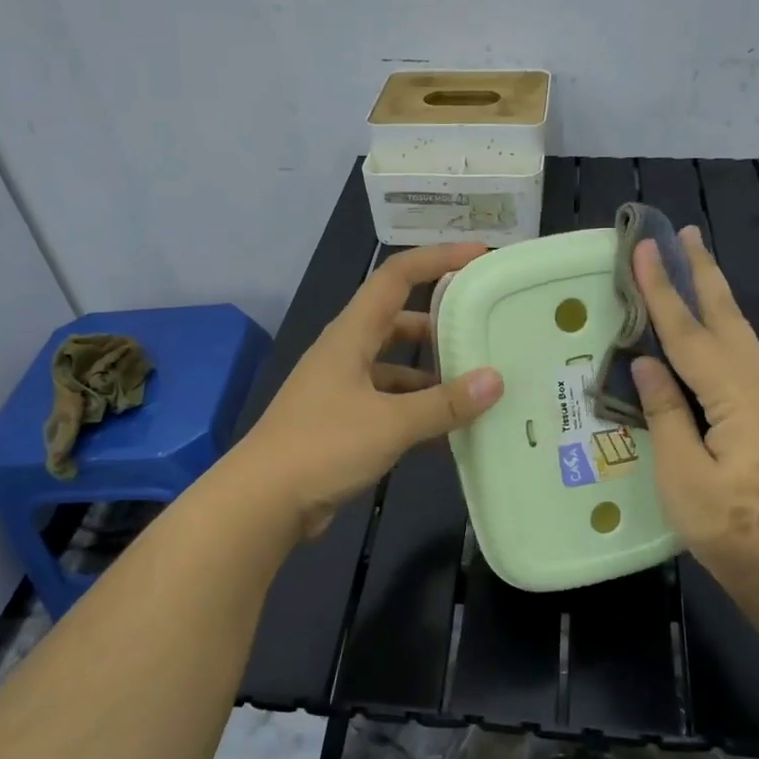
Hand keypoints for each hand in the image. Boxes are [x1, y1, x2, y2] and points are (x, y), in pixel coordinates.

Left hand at [241, 243, 504, 537]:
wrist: (262, 502)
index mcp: (350, 335)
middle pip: (399, 321)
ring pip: (396, 367)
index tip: (478, 256)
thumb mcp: (390, 423)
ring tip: (477, 384)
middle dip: (440, 322)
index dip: (436, 259)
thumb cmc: (322, 447)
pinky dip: (418, 411)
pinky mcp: (343, 423)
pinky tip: (450, 432)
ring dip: (432, 374)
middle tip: (483, 328)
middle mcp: (346, 353)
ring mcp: (343, 389)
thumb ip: (443, 403)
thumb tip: (495, 381)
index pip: (395, 277)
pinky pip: (390, 404)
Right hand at [630, 228, 758, 665]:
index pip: (690, 333)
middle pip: (726, 318)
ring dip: (714, 296)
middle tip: (684, 232)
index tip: (644, 248)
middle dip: (701, 273)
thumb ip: (667, 414)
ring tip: (693, 263)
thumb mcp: (683, 477)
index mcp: (738, 397)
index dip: (663, 291)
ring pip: (739, 334)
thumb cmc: (733, 530)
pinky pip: (741, 356)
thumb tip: (648, 365)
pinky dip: (720, 329)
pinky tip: (709, 329)